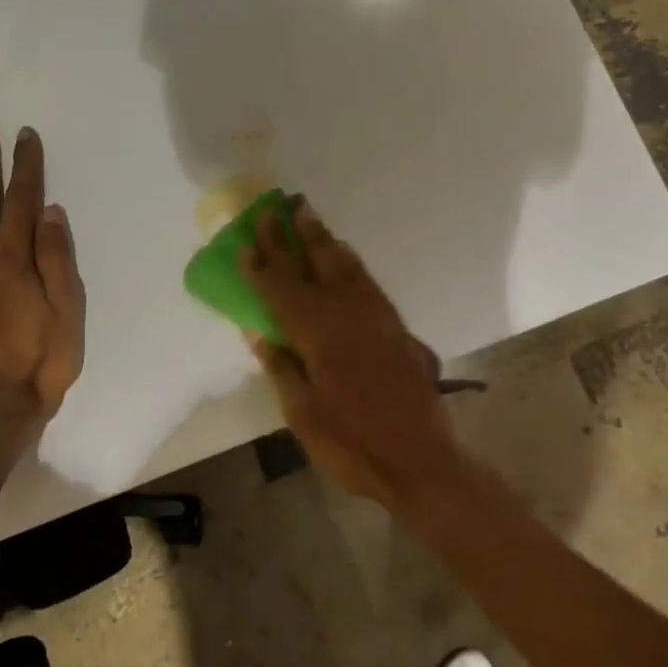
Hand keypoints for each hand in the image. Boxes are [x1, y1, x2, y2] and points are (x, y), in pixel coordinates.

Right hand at [244, 201, 460, 507]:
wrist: (420, 461)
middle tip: (281, 205)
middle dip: (295, 235)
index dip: (263, 266)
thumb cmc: (352, 445)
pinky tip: (345, 259)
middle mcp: (350, 315)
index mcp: (320, 335)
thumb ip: (282, 368)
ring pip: (346, 267)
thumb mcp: (304, 415)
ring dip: (325, 240)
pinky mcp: (397, 329)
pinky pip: (368, 283)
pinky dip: (351, 264)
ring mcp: (378, 319)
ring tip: (310, 217)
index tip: (247, 240)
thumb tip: (259, 333)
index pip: (283, 291)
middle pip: (317, 265)